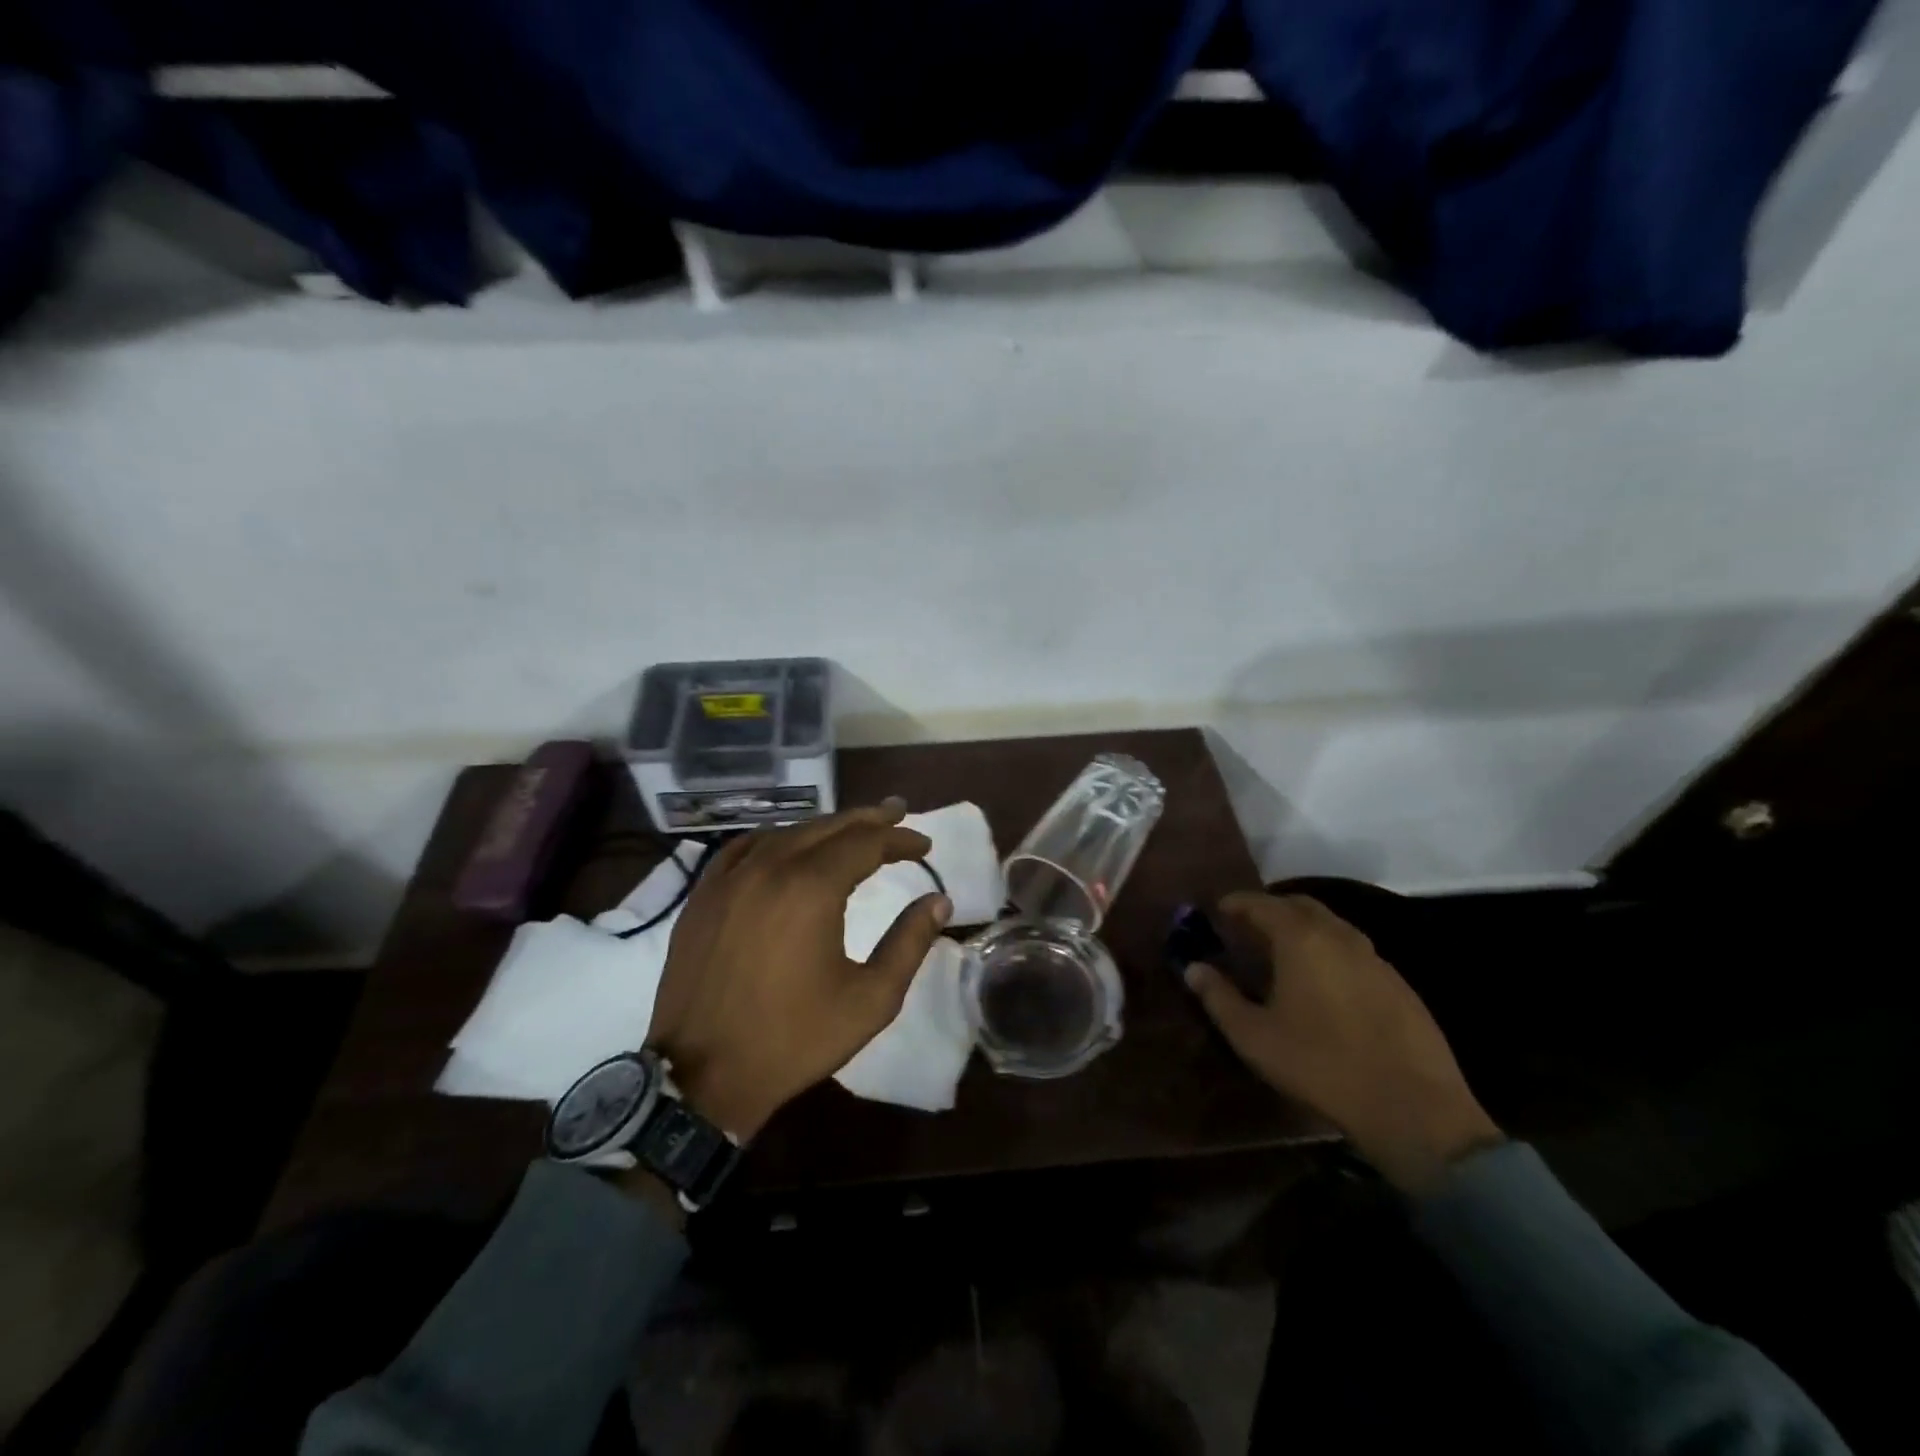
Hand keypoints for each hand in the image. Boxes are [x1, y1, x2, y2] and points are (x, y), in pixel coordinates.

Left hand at [645, 799, 951, 1140]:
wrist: (702, 1077)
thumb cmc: (794, 1039)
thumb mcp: (870, 999)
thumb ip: (909, 943)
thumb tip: (939, 901)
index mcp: (811, 888)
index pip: (866, 843)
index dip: (899, 839)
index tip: (924, 845)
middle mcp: (769, 867)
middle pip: (827, 827)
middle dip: (868, 819)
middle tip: (897, 812)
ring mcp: (729, 878)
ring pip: (786, 833)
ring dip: (824, 827)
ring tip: (851, 828)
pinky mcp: (703, 896)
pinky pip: (744, 848)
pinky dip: (776, 839)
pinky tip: (786, 845)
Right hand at [1185, 892, 1502, 1192]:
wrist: (1414, 1109)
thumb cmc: (1321, 1065)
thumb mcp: (1255, 1037)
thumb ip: (1219, 997)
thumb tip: (1193, 968)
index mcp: (1302, 939)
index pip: (1262, 903)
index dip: (1237, 903)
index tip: (1218, 910)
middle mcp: (1340, 936)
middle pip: (1300, 905)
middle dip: (1271, 909)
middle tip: (1247, 928)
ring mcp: (1375, 958)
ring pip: (1331, 926)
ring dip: (1302, 929)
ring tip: (1281, 954)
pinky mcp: (1399, 984)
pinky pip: (1354, 951)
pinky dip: (1329, 952)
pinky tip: (1322, 984)